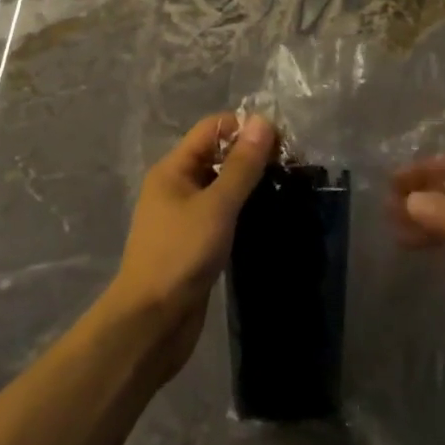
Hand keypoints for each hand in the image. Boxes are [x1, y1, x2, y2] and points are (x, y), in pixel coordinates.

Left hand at [103, 112, 275, 377]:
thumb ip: (241, 166)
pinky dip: (243, 210)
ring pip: (222, 186)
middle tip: (292, 165)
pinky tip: (268, 216)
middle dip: (252, 155)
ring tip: (287, 187)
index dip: (245, 128)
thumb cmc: (180, 255)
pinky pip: (222, 213)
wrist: (152, 323)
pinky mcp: (195, 243)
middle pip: (217, 155)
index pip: (212, 129)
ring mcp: (185, 216)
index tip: (283, 141)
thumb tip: (263, 121)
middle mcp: (177, 186)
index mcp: (174, 168)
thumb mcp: (216, 206)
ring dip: (250, 184)